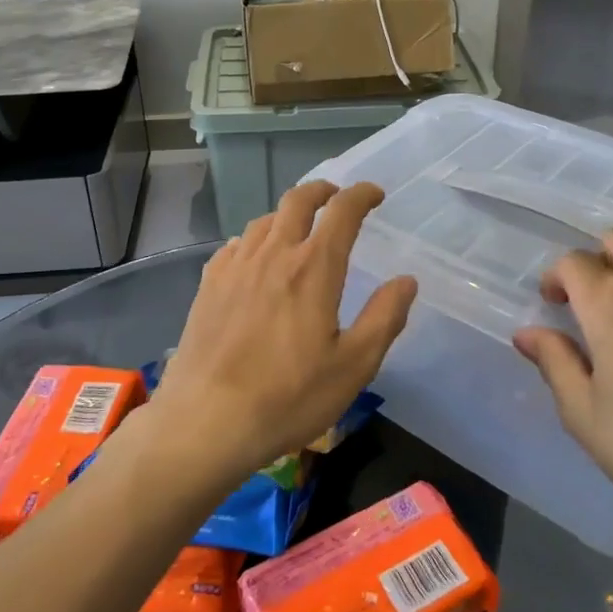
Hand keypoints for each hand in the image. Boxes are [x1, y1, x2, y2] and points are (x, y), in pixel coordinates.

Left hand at [144, 181, 416, 486]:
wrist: (206, 420)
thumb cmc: (288, 397)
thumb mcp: (353, 366)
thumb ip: (384, 318)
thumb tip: (406, 281)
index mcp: (314, 267)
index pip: (342, 211)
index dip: (361, 194)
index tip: (375, 195)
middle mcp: (274, 254)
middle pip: (298, 200)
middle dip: (323, 190)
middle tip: (337, 198)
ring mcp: (236, 266)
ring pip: (265, 219)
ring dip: (288, 213)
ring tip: (300, 229)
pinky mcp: (209, 284)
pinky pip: (236, 244)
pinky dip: (256, 239)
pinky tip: (255, 258)